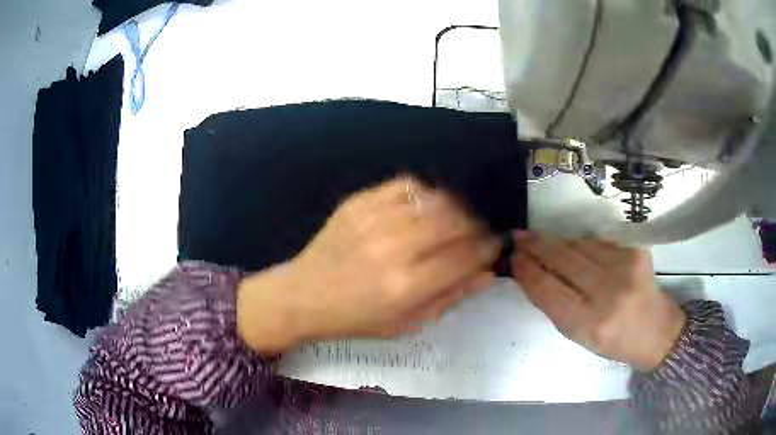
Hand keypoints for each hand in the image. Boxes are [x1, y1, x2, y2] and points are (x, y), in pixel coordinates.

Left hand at [237, 177, 500, 351]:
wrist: (303, 296)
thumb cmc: (356, 317)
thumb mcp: (406, 322)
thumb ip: (450, 297)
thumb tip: (487, 273)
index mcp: (406, 285)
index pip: (465, 256)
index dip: (488, 248)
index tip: (495, 245)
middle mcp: (393, 247)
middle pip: (455, 221)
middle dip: (476, 225)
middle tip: (476, 232)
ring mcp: (373, 219)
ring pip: (434, 199)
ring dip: (454, 208)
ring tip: (454, 220)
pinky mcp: (358, 202)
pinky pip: (405, 185)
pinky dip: (424, 194)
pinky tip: (424, 207)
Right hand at [511, 232, 685, 370]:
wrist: (655, 330)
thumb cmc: (612, 340)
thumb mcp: (578, 336)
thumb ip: (555, 306)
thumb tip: (532, 273)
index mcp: (589, 324)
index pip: (548, 290)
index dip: (528, 271)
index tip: (514, 257)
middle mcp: (609, 293)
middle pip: (563, 260)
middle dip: (537, 246)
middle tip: (520, 237)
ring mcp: (625, 267)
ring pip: (579, 246)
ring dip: (558, 244)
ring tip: (543, 242)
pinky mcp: (636, 251)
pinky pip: (598, 242)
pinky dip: (582, 245)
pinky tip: (576, 249)